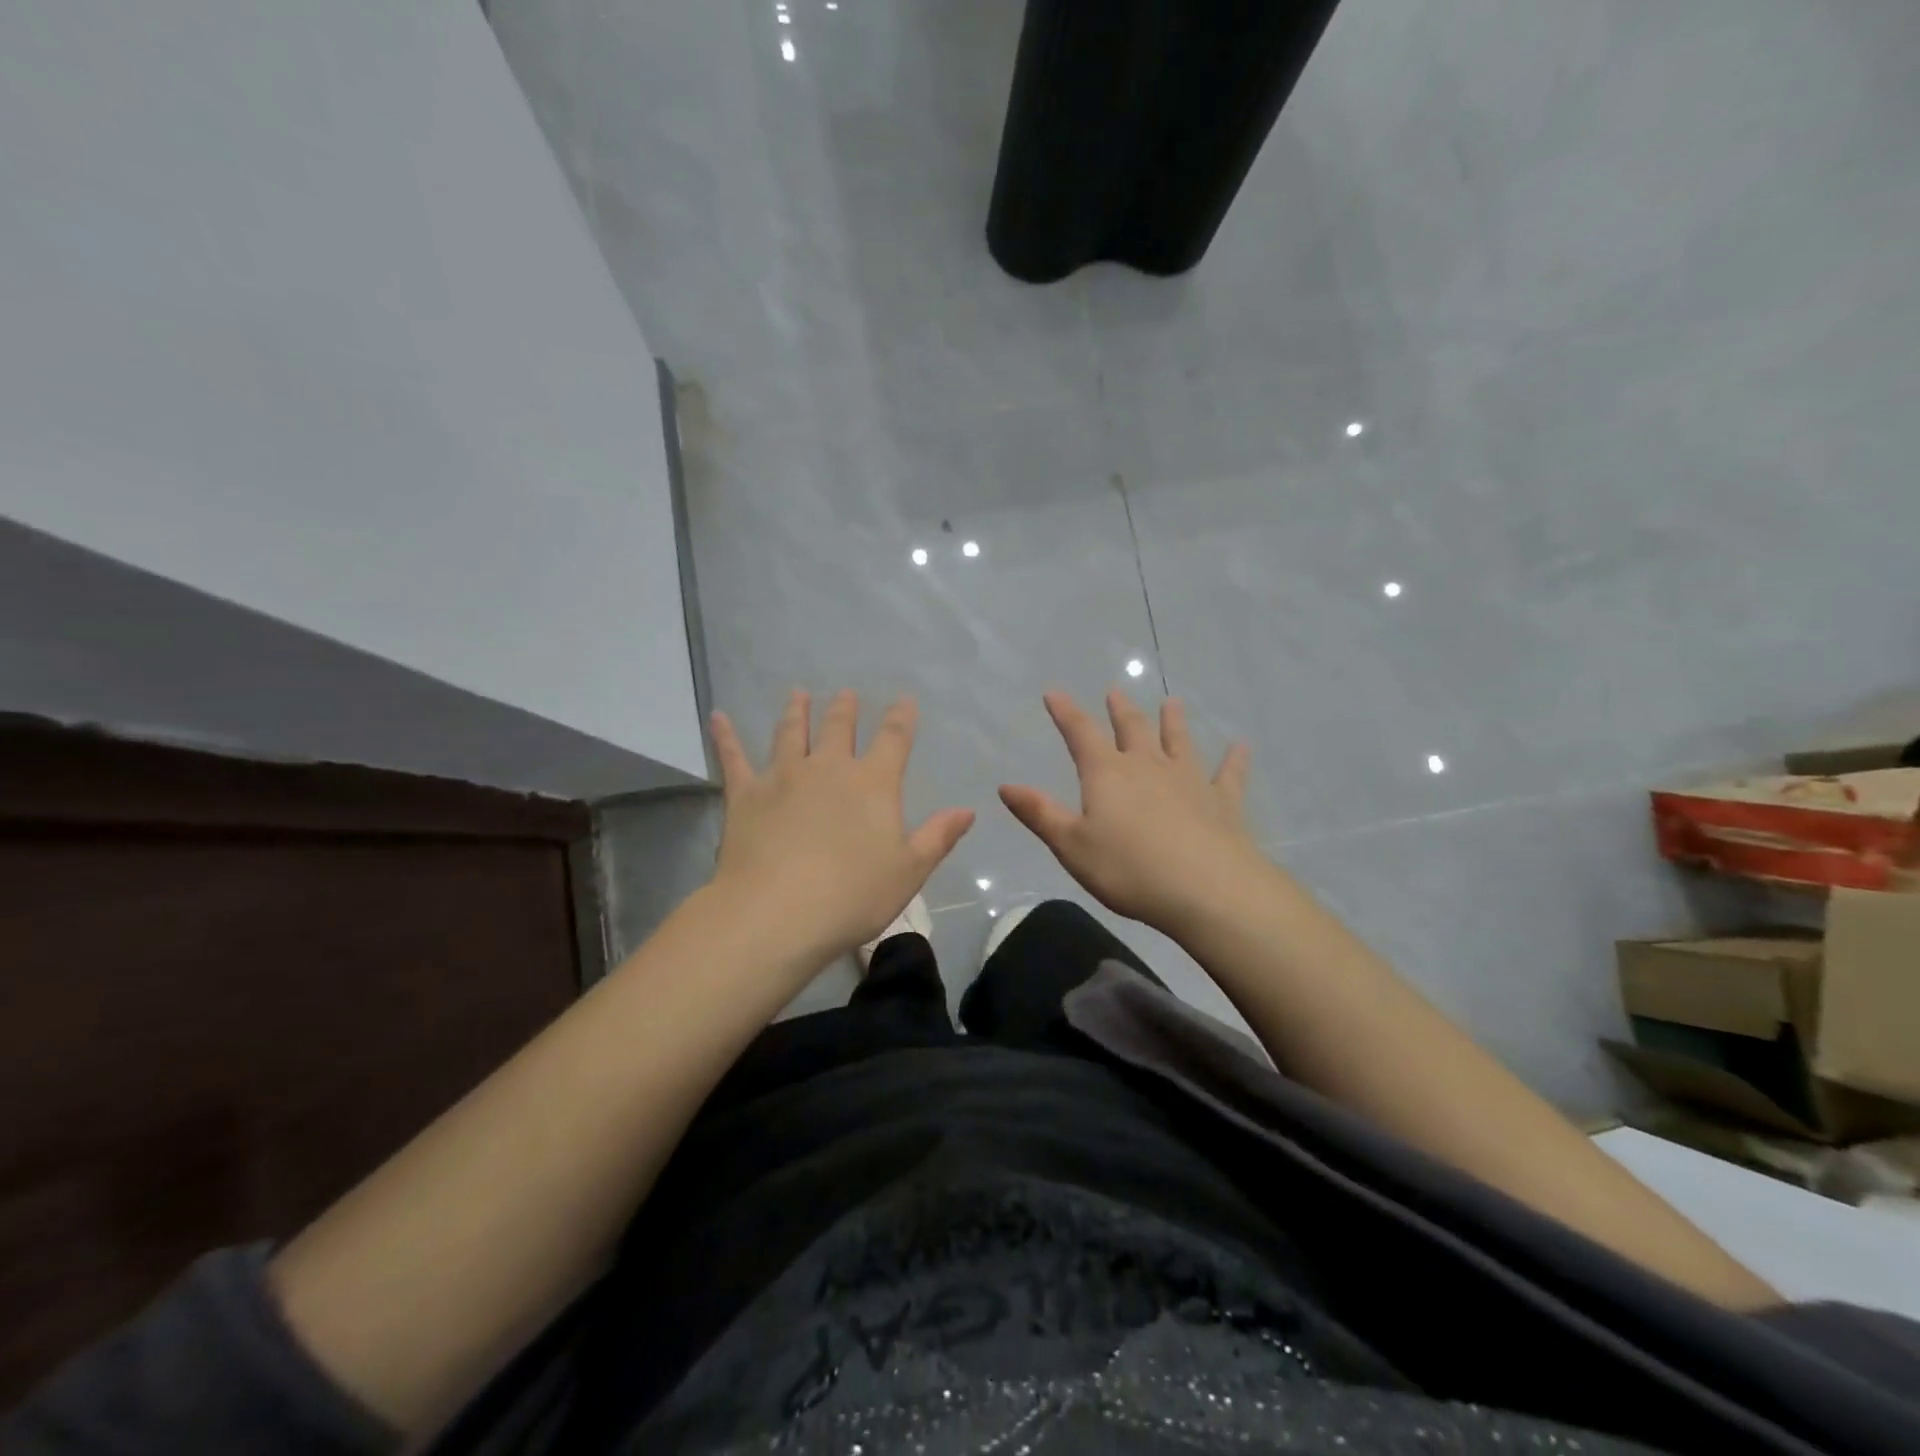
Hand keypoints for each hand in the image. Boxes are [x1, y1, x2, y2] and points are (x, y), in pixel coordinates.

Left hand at [708, 690, 973, 966]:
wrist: (778, 912)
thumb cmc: (852, 895)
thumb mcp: (909, 871)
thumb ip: (938, 837)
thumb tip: (967, 810)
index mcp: (873, 784)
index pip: (893, 740)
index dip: (901, 718)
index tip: (904, 700)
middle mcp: (829, 769)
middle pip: (839, 729)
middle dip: (845, 709)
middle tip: (845, 693)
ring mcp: (784, 777)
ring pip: (791, 734)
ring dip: (796, 712)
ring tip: (798, 694)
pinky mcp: (746, 795)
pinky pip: (734, 759)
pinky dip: (726, 737)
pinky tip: (719, 717)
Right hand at [1000, 690, 1260, 934]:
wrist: (1207, 889)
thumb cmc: (1129, 869)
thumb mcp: (1072, 846)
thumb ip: (1040, 814)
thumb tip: (1005, 786)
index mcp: (1107, 774)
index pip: (1081, 734)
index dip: (1066, 713)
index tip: (1055, 693)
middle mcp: (1148, 766)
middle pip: (1133, 729)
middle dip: (1120, 710)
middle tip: (1116, 691)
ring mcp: (1189, 780)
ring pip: (1179, 741)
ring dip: (1174, 721)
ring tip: (1172, 702)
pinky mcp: (1223, 801)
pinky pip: (1229, 774)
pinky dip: (1234, 759)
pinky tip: (1241, 747)